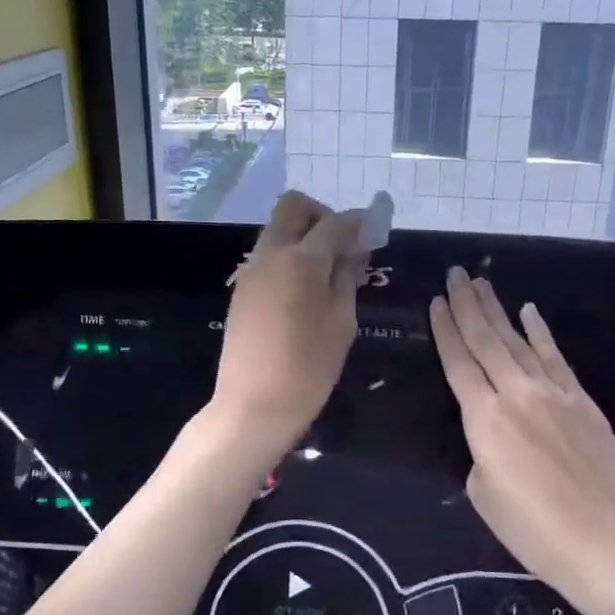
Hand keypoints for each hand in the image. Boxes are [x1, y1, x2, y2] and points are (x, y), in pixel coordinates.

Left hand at [211, 192, 365, 447]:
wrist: (252, 406)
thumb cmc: (308, 369)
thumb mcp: (342, 324)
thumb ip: (347, 280)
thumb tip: (353, 253)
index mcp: (301, 260)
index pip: (334, 223)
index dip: (357, 223)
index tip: (373, 232)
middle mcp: (271, 254)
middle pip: (293, 207)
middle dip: (322, 216)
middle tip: (342, 247)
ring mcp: (251, 271)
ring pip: (277, 230)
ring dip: (304, 236)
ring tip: (328, 273)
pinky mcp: (241, 290)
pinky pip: (268, 256)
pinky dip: (289, 257)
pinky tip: (305, 290)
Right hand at [429, 267, 614, 600]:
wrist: (608, 543)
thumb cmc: (535, 530)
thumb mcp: (483, 494)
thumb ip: (480, 451)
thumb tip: (491, 433)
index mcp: (484, 419)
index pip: (458, 362)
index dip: (444, 330)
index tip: (436, 301)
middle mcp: (516, 394)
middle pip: (486, 340)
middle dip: (467, 305)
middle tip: (455, 274)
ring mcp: (553, 393)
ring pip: (518, 341)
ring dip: (498, 310)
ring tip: (482, 283)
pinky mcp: (582, 400)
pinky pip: (554, 356)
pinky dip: (539, 331)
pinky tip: (529, 311)